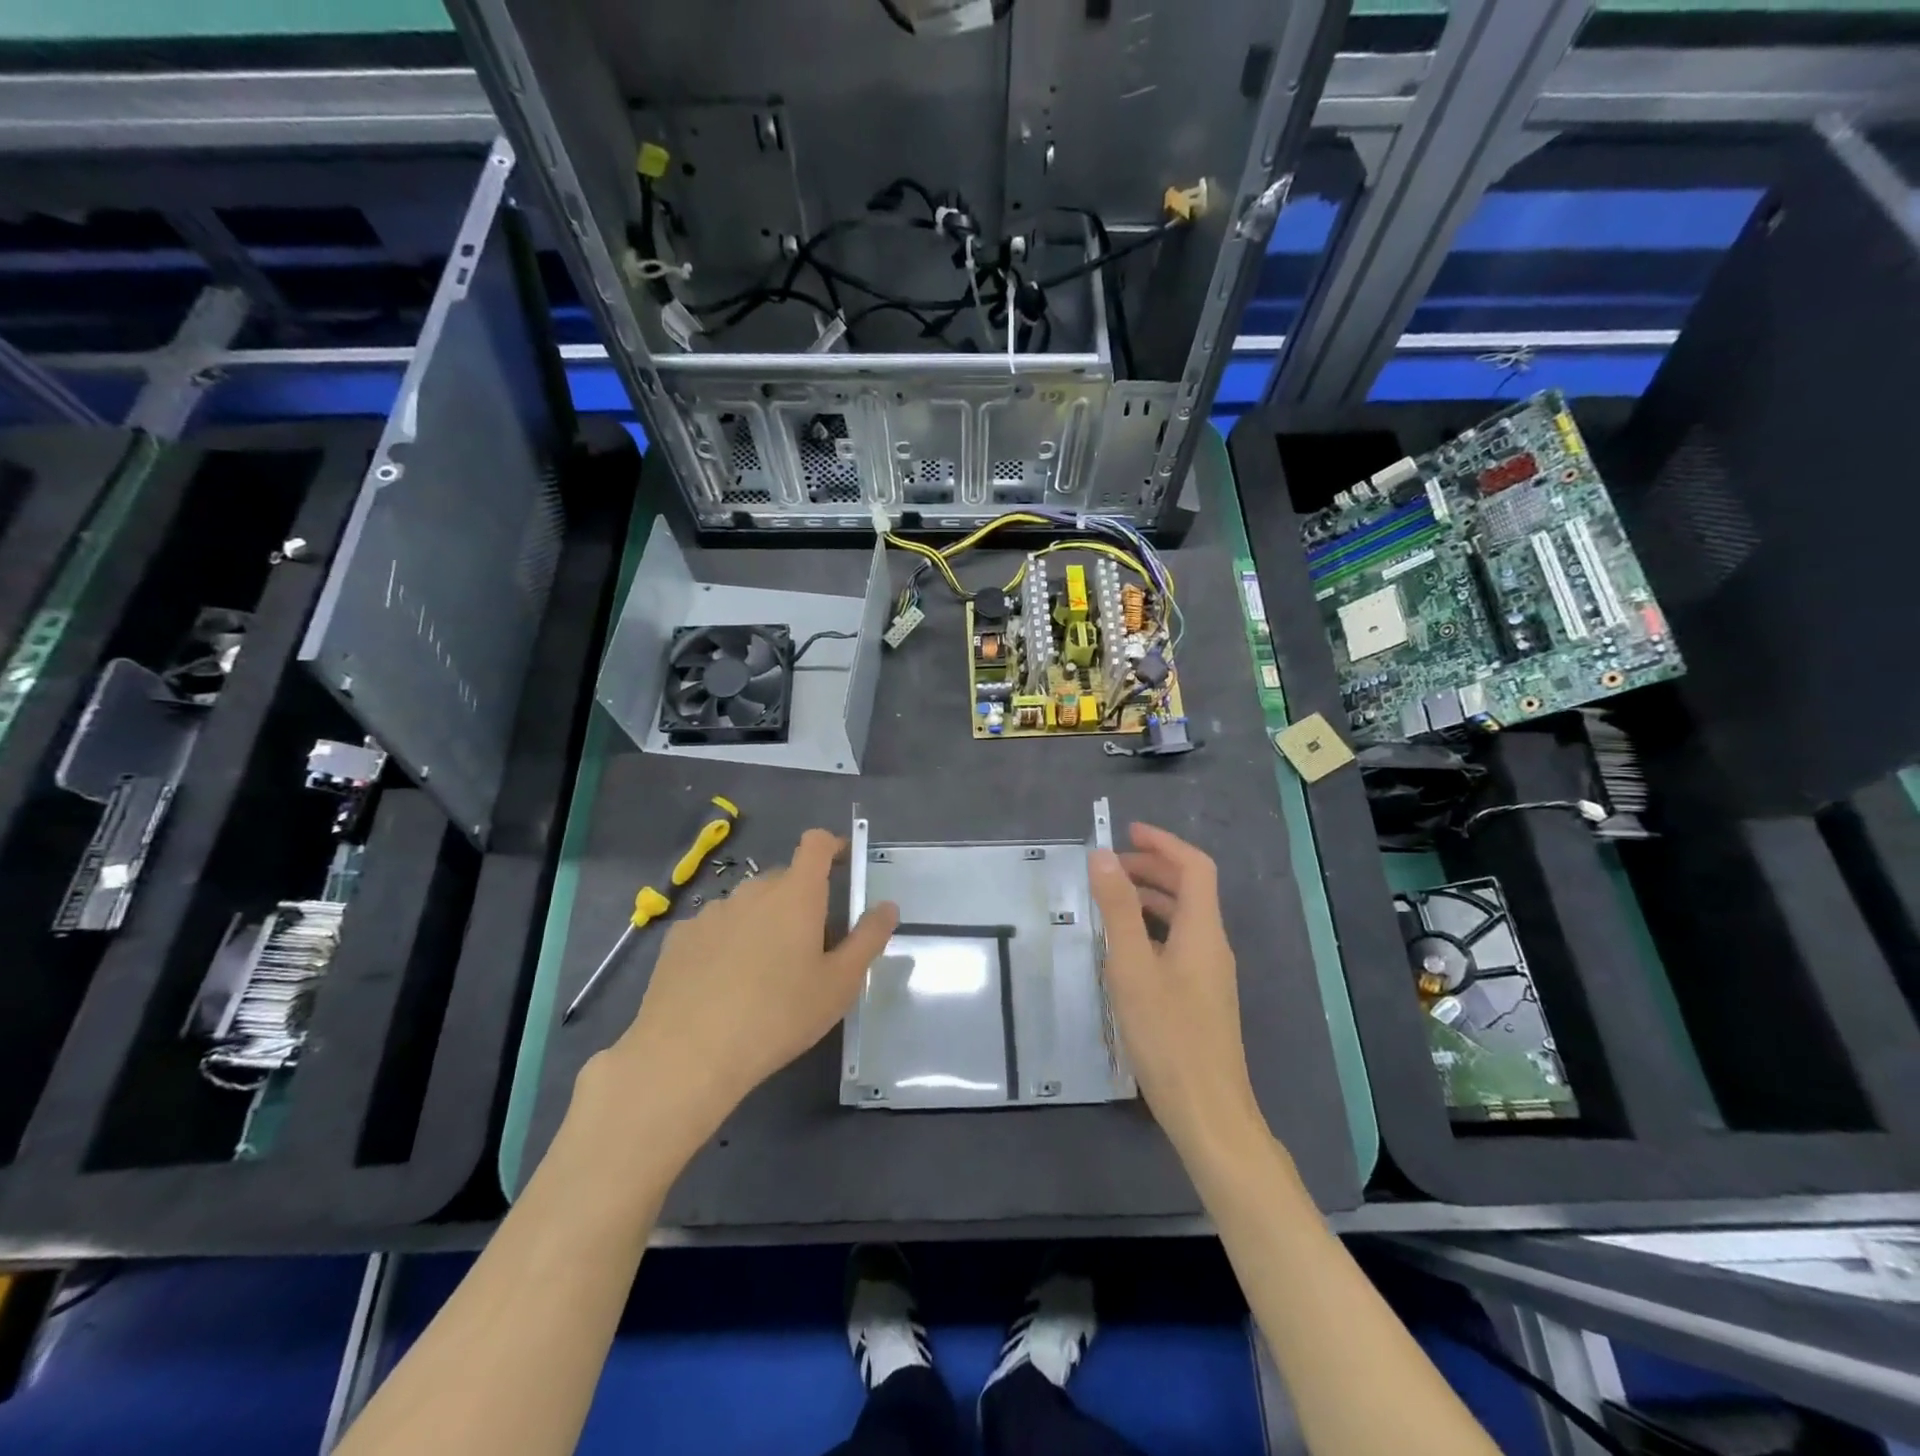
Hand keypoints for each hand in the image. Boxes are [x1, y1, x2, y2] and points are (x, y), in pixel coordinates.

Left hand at [585, 829, 898, 1168]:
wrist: (687, 1054)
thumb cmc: (778, 1016)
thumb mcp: (839, 985)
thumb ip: (868, 939)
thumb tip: (887, 906)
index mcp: (796, 895)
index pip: (815, 844)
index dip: (832, 845)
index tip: (843, 863)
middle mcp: (753, 891)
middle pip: (784, 879)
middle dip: (800, 899)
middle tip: (809, 945)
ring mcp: (711, 912)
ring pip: (748, 904)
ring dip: (762, 922)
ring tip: (762, 972)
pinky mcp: (679, 937)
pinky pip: (715, 927)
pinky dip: (726, 942)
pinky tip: (722, 984)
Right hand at [1089, 823, 1262, 1160]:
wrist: (1207, 1111)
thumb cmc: (1167, 1035)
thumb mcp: (1132, 966)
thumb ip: (1118, 908)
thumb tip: (1103, 855)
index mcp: (1203, 931)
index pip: (1194, 867)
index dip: (1163, 843)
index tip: (1127, 832)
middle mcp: (1212, 945)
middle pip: (1190, 889)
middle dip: (1152, 868)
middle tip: (1109, 866)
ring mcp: (1210, 974)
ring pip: (1183, 918)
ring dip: (1150, 898)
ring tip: (1109, 900)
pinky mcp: (1201, 997)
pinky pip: (1178, 943)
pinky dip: (1152, 928)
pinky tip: (1124, 948)